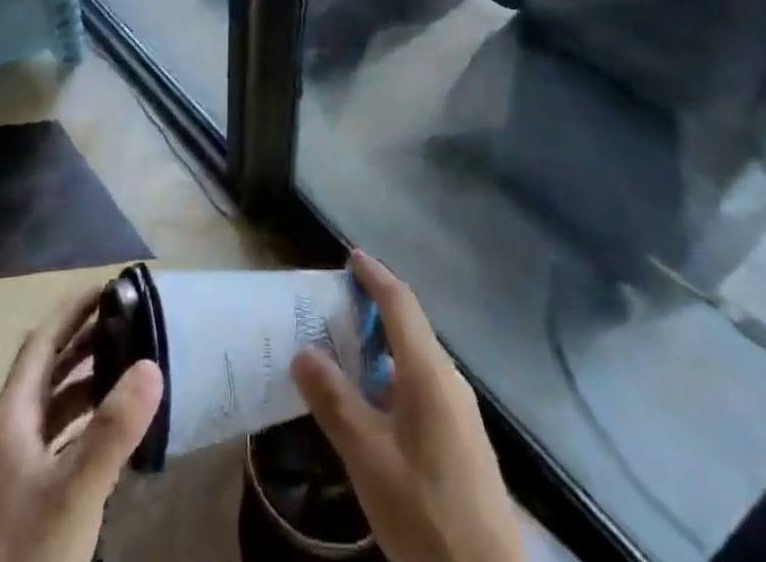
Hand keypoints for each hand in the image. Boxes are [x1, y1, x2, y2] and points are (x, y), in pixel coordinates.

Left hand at [0, 286, 163, 561]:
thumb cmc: (26, 553)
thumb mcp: (75, 491)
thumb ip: (113, 428)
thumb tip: (152, 362)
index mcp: (9, 418)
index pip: (40, 344)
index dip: (72, 311)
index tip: (109, 286)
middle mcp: (7, 434)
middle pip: (45, 370)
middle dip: (83, 340)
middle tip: (127, 319)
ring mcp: (12, 470)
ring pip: (51, 406)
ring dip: (84, 380)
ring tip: (126, 363)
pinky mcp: (23, 499)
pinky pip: (56, 438)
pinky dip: (83, 420)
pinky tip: (111, 428)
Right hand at [291, 252, 523, 561]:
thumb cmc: (425, 510)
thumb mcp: (368, 458)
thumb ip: (335, 402)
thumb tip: (302, 352)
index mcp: (429, 371)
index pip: (400, 303)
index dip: (375, 275)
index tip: (351, 255)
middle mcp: (449, 380)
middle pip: (410, 327)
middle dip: (375, 308)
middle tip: (335, 305)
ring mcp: (460, 411)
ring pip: (416, 359)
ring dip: (383, 346)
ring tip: (345, 352)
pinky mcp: (462, 440)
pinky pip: (423, 386)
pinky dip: (394, 375)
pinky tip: (373, 404)